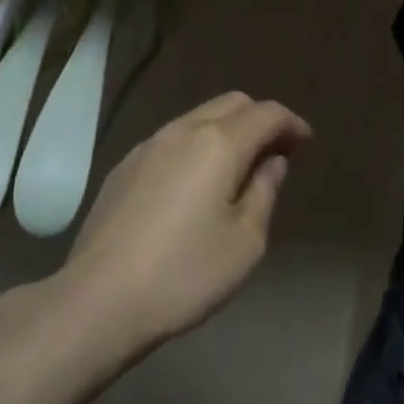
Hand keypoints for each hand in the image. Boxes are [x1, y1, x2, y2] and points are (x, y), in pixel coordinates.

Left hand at [57, 92, 312, 354]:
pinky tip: (195, 183)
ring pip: (199, 117)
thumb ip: (264, 192)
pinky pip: (172, 139)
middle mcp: (183, 130)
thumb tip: (272, 162)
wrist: (98, 300)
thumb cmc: (184, 274)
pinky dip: (197, 145)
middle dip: (260, 119)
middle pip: (233, 103)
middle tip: (276, 153)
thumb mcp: (245, 242)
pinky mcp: (124, 166)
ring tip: (238, 168)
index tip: (306, 144)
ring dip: (227, 130)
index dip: (292, 124)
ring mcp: (148, 145)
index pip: (267, 113)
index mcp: (219, 143)